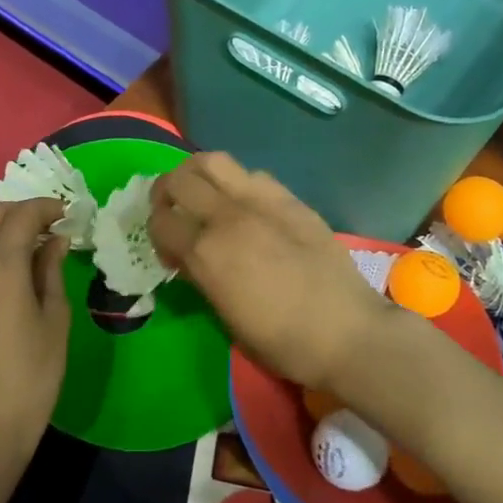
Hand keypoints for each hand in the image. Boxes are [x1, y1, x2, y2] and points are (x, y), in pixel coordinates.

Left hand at [0, 196, 71, 502]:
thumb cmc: (33, 376)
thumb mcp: (55, 321)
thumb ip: (51, 272)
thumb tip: (55, 240)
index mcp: (0, 269)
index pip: (21, 218)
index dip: (45, 207)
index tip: (65, 212)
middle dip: (18, 210)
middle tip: (44, 223)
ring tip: (19, 241)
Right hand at [148, 153, 397, 391]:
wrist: (347, 332)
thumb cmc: (282, 341)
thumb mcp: (225, 316)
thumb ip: (200, 275)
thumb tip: (189, 256)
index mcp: (206, 252)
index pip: (160, 222)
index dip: (155, 234)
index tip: (169, 251)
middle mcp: (227, 216)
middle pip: (178, 180)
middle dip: (165, 193)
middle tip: (172, 210)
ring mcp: (261, 201)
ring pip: (213, 161)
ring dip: (196, 174)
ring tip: (201, 193)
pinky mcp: (290, 199)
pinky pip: (252, 174)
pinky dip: (236, 182)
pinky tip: (245, 205)